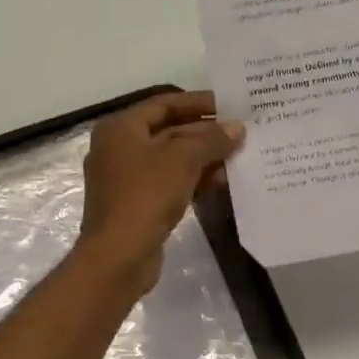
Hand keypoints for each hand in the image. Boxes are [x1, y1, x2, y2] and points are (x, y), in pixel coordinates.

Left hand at [76, 90, 244, 294]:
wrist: (119, 256)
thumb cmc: (146, 195)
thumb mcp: (183, 159)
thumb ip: (211, 139)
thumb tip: (237, 128)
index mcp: (121, 128)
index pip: (164, 104)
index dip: (197, 102)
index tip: (229, 105)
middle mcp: (119, 148)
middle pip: (168, 131)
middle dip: (204, 133)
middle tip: (240, 133)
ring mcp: (126, 179)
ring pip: (171, 160)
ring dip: (203, 158)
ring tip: (238, 158)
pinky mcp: (136, 205)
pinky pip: (169, 183)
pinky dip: (193, 180)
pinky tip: (222, 183)